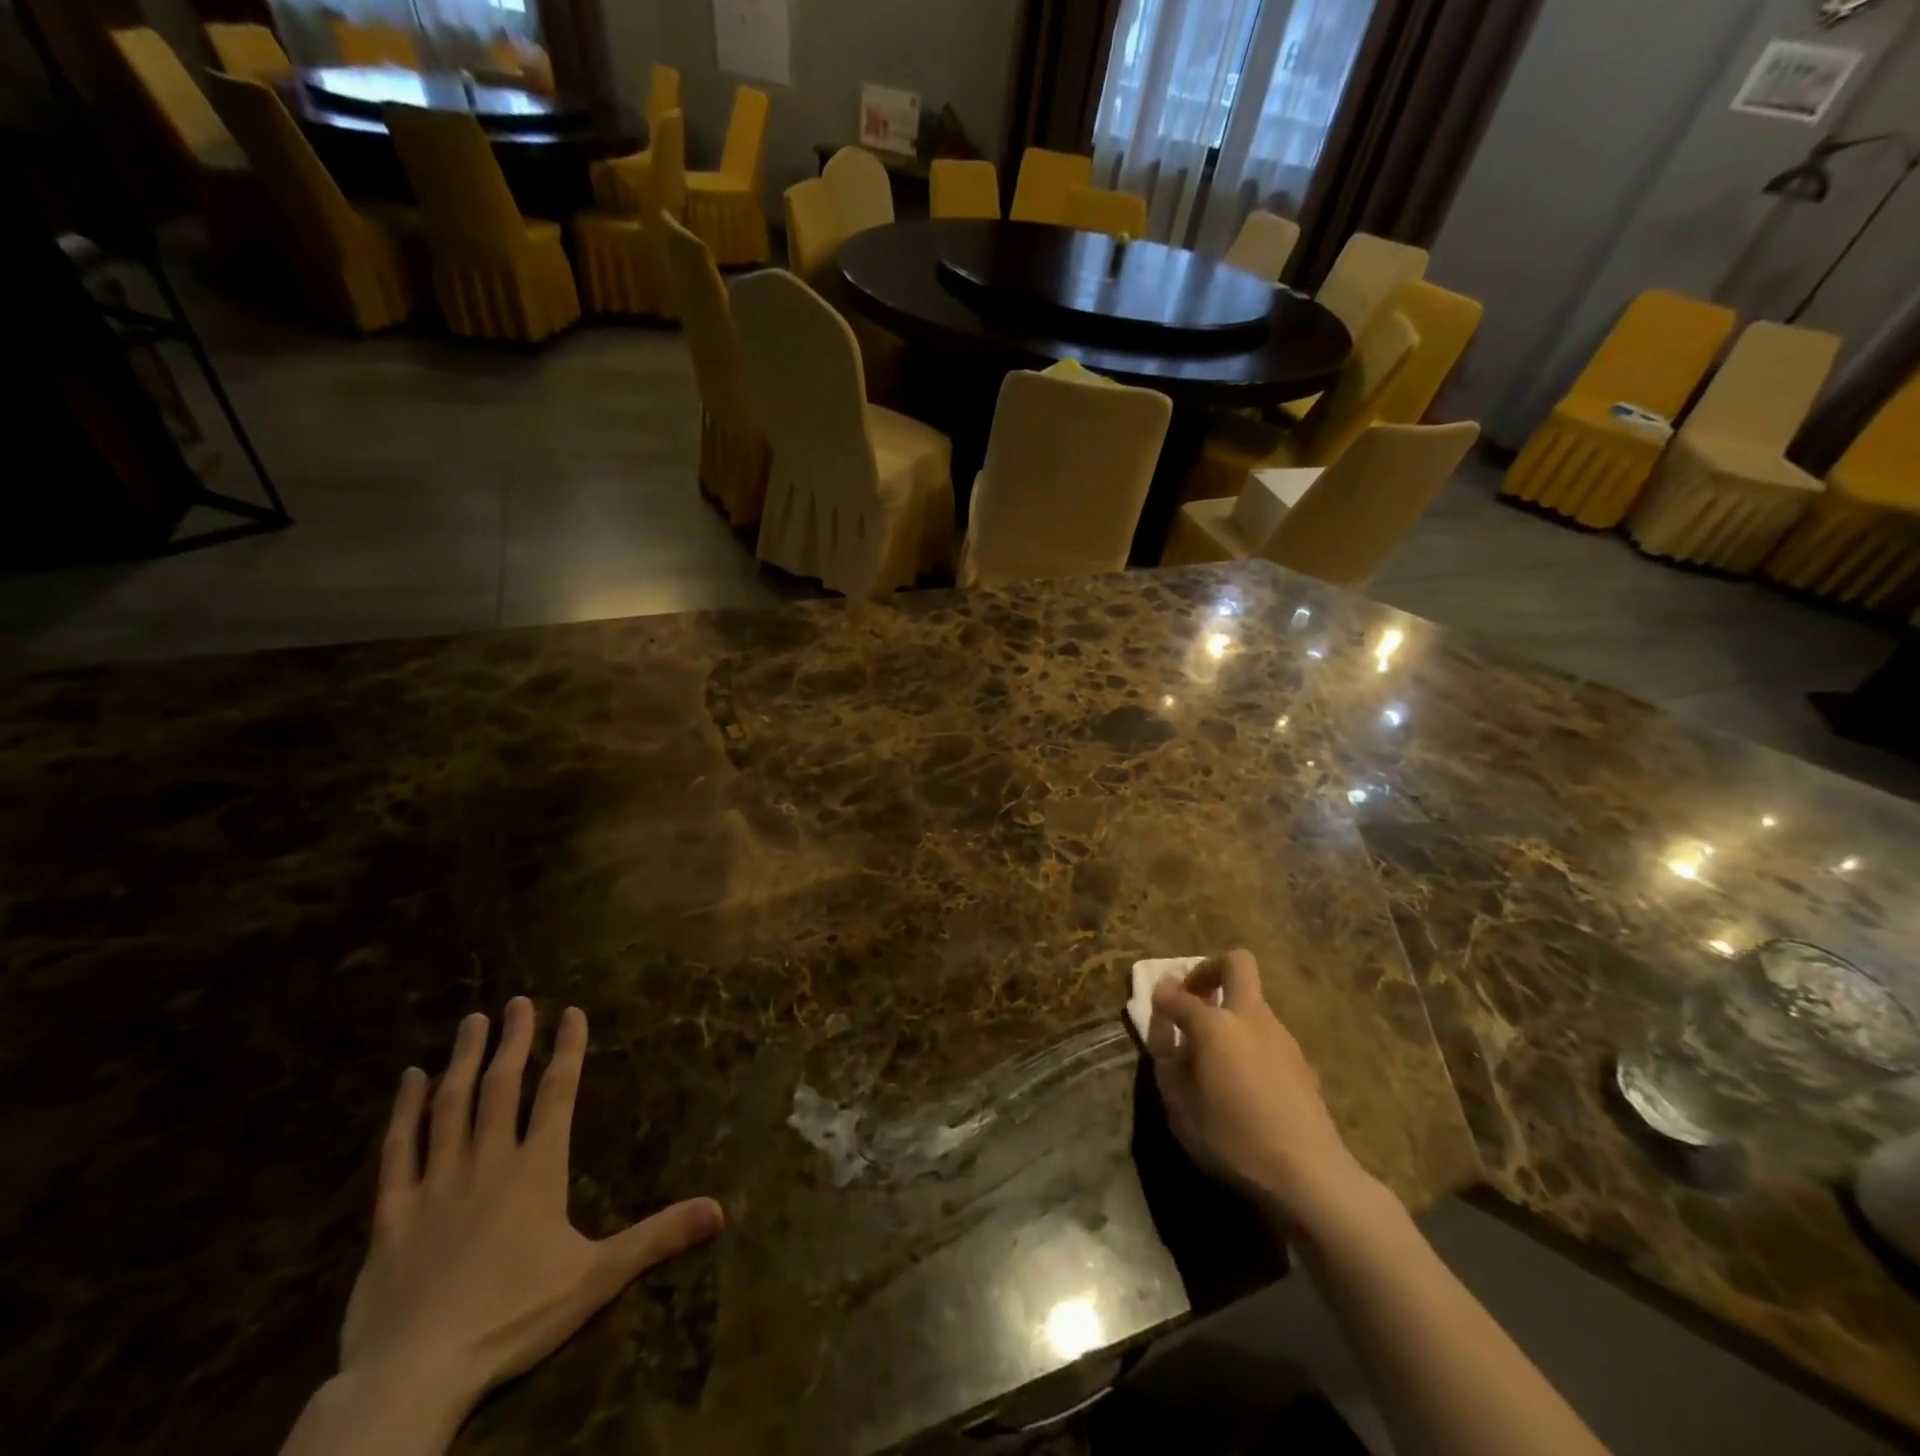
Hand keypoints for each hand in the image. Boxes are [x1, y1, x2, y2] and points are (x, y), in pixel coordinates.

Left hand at [341, 998, 723, 1419]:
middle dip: (514, 1041)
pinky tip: (407, 1080)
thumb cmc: (513, 1319)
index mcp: (537, 1170)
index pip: (558, 1093)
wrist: (414, 1376)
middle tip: (518, 1001)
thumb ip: (657, 1237)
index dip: (568, 1049)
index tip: (571, 1011)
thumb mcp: (597, 1278)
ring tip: (472, 1022)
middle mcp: (488, 1163)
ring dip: (464, 1061)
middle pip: (502, 1087)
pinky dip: (403, 1112)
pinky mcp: (391, 1215)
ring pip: (450, 1107)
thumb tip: (720, 1211)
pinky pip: (397, 1151)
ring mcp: (436, 1185)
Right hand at [1149, 950, 1383, 1237]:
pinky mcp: (1301, 1061)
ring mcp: (1281, 1037)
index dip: (1162, 996)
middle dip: (1209, 970)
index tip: (1155, 1004)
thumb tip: (1168, 1043)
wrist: (1311, 1176)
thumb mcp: (1180, 1110)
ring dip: (1231, 1011)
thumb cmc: (1234, 1142)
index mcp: (1215, 1025)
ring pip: (1253, 1001)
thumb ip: (1169, 1067)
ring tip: (1214, 1052)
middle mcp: (1250, 1018)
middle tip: (1194, 997)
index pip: (1179, 995)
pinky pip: (1266, 1034)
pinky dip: (1249, 1041)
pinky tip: (1242, 1080)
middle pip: (1236, 964)